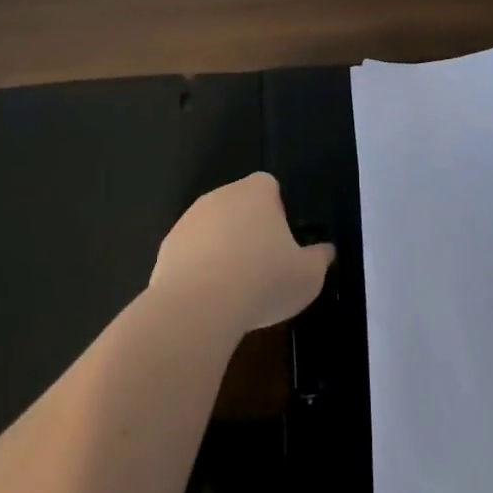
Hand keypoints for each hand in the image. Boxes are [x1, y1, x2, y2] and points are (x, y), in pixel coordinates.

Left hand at [150, 173, 334, 333]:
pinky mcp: (167, 247)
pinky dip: (200, 269)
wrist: (199, 305)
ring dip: (222, 249)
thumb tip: (325, 251)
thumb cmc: (263, 281)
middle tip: (263, 267)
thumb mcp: (308, 276)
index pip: (269, 186)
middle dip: (249, 230)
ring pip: (212, 229)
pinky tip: (209, 299)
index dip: (278, 211)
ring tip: (235, 289)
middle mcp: (219, 195)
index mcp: (256, 192)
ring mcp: (189, 220)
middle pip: (239, 206)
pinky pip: (191, 253)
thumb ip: (319, 258)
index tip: (283, 242)